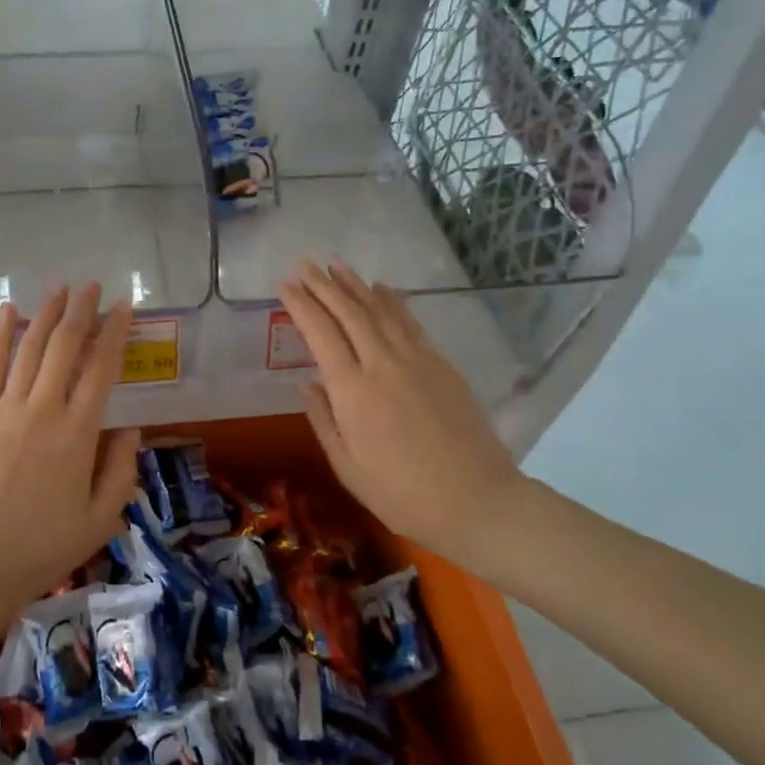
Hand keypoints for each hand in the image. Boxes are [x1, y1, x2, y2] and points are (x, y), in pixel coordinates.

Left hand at [0, 284, 140, 630]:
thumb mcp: (99, 522)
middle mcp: (43, 409)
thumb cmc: (38, 551)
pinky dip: (0, 335)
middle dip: (81, 311)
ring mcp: (3, 409)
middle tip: (91, 286)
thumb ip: (121, 471)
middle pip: (65, 346)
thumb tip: (131, 429)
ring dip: (46, 313)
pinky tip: (8, 310)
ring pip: (29, 347)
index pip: (102, 369)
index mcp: (78, 434)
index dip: (115, 333)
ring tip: (60, 289)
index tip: (124, 307)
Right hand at [279, 259, 528, 576]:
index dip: (302, 305)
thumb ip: (323, 419)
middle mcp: (382, 364)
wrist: (478, 502)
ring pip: (380, 310)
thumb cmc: (402, 494)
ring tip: (336, 264)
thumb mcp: (347, 466)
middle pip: (349, 312)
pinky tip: (381, 288)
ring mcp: (417, 360)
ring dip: (355, 284)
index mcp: (353, 391)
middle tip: (304, 263)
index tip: (286, 285)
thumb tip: (308, 382)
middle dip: (323, 285)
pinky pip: (409, 322)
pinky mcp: (442, 365)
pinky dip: (392, 300)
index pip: (321, 333)